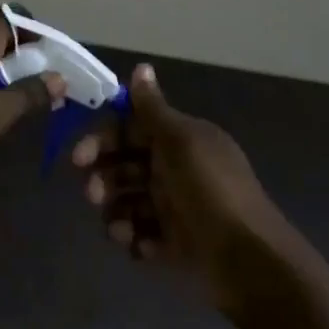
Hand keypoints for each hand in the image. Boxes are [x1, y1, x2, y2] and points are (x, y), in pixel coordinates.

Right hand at [72, 64, 291, 313]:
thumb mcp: (181, 142)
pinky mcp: (174, 245)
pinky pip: (141, 235)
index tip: (80, 155)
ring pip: (128, 201)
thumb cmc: (211, 190)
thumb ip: (154, 109)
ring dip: (115, 211)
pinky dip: (133, 238)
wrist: (249, 261)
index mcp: (180, 140)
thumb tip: (141, 66)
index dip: (104, 138)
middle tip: (92, 193)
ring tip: (117, 228)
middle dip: (104, 177)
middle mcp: (175, 169)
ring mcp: (174, 208)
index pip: (132, 129)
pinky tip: (136, 245)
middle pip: (126, 165)